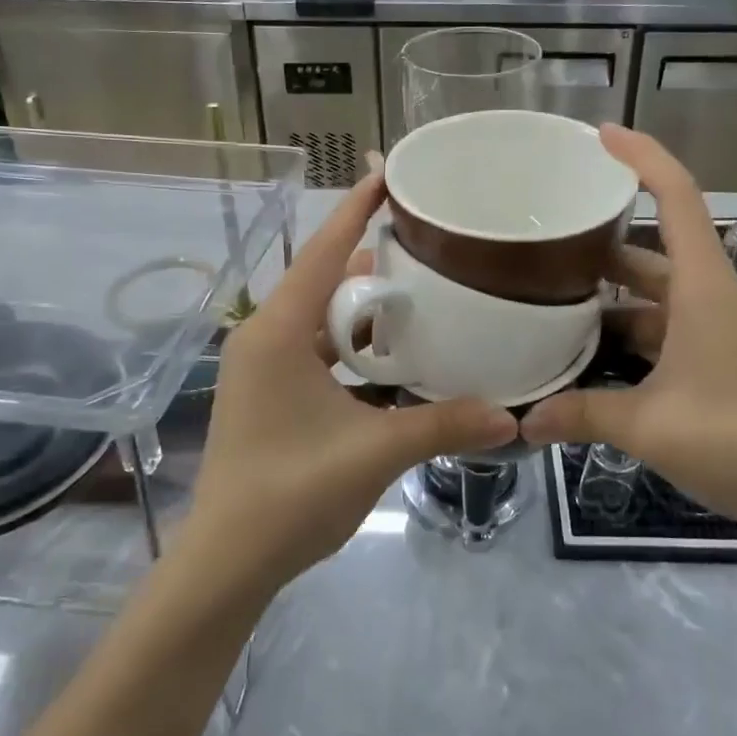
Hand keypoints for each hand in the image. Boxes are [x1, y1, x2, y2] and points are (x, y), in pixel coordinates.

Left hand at [183, 175, 516, 591]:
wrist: (227, 563)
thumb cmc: (290, 495)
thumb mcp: (373, 452)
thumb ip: (442, 426)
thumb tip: (509, 417)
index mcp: (279, 332)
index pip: (322, 252)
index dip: (356, 210)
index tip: (389, 173)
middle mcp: (265, 335)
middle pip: (324, 280)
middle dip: (373, 262)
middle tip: (428, 244)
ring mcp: (263, 364)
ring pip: (321, 316)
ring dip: (364, 308)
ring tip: (421, 294)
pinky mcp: (269, 390)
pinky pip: (316, 347)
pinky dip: (352, 343)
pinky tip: (392, 353)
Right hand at [520, 127, 736, 530]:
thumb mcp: (652, 427)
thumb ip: (584, 415)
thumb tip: (524, 422)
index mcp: (702, 286)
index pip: (675, 196)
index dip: (640, 156)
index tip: (599, 135)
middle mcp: (711, 294)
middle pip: (653, 247)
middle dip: (603, 239)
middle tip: (547, 236)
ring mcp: (719, 326)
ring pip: (656, 293)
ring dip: (612, 294)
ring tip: (554, 297)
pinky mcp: (722, 355)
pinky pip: (666, 326)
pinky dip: (631, 330)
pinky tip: (592, 352)